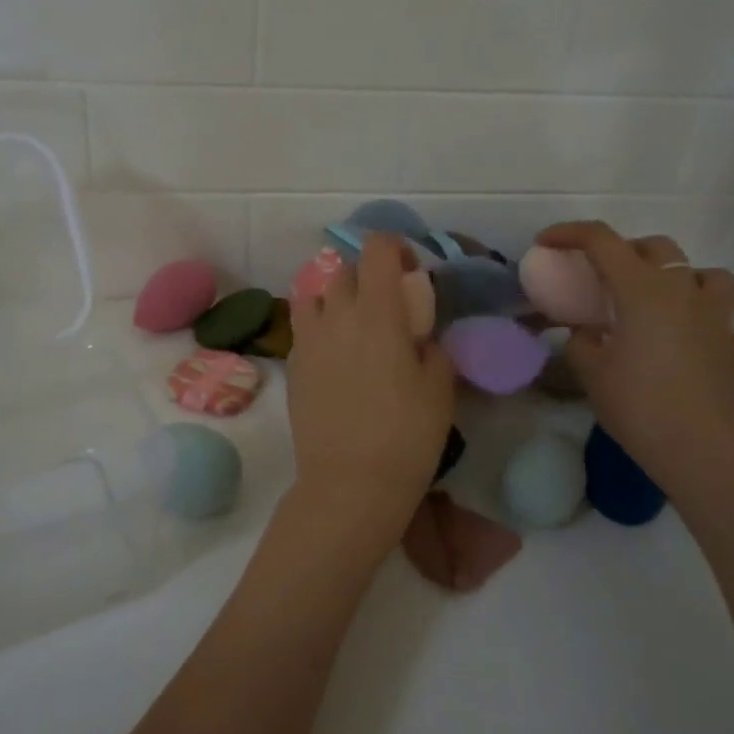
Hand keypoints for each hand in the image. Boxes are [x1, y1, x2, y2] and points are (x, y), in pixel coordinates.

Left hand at [279, 233, 455, 571]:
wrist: (349, 485)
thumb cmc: (405, 436)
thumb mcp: (440, 389)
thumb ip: (433, 348)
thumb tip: (421, 337)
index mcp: (377, 312)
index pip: (376, 248)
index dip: (395, 248)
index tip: (411, 271)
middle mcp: (336, 315)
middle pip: (344, 269)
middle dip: (368, 276)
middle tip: (388, 307)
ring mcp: (308, 340)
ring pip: (315, 294)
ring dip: (337, 299)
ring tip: (355, 327)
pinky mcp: (293, 365)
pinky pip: (304, 328)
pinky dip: (320, 328)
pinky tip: (337, 358)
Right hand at [534, 222, 733, 497]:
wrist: (705, 449)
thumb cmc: (641, 406)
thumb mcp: (592, 373)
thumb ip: (581, 341)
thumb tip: (588, 331)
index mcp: (641, 289)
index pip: (602, 240)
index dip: (569, 234)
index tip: (546, 243)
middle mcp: (680, 288)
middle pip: (651, 246)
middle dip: (619, 250)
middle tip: (596, 276)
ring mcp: (710, 311)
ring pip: (692, 267)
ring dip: (665, 270)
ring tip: (645, 297)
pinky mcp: (727, 336)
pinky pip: (711, 298)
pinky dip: (690, 298)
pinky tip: (674, 326)